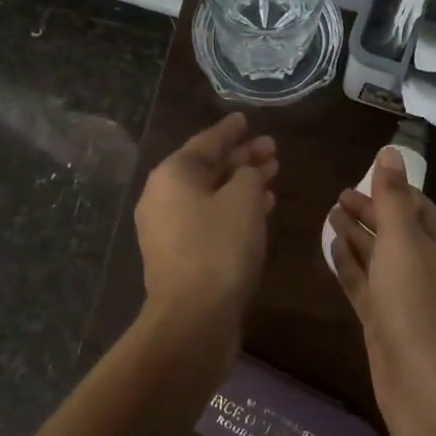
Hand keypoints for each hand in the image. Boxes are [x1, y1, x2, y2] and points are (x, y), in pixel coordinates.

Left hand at [135, 113, 277, 337]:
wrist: (193, 317)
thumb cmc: (219, 248)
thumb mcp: (243, 200)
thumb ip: (248, 174)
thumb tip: (247, 171)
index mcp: (173, 174)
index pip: (207, 141)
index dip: (230, 130)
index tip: (246, 119)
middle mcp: (164, 196)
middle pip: (208, 167)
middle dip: (241, 157)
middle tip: (272, 149)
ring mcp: (168, 227)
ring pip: (211, 194)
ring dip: (241, 183)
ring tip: (272, 175)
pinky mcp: (180, 254)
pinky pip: (209, 217)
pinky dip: (234, 209)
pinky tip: (260, 209)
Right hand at [329, 149, 435, 435]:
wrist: (427, 387)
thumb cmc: (418, 304)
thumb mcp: (404, 241)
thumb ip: (393, 197)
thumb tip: (391, 150)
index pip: (415, 204)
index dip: (389, 190)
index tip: (360, 176)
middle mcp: (424, 264)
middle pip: (394, 228)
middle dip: (369, 211)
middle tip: (336, 196)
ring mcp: (403, 295)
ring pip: (377, 256)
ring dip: (356, 236)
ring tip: (328, 215)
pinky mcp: (383, 322)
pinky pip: (363, 284)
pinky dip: (348, 265)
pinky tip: (330, 250)